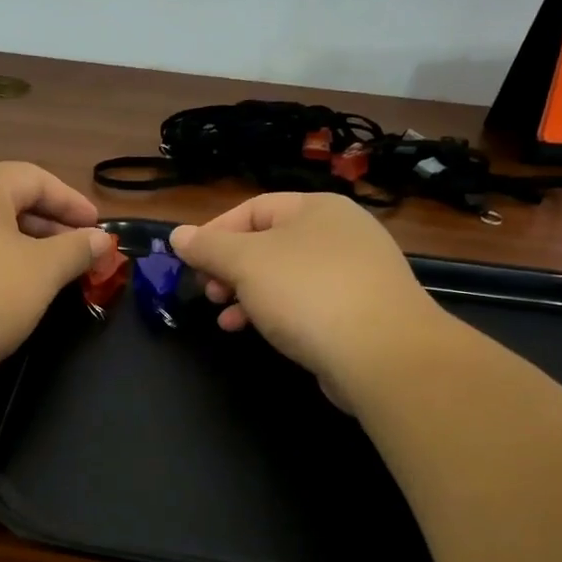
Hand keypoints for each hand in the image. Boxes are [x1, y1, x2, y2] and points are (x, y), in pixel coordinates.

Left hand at [0, 163, 115, 385]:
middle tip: (74, 253)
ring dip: (16, 245)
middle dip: (45, 226)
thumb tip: (101, 239)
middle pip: (3, 200)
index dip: (71, 201)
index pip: (34, 178)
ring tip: (41, 273)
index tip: (97, 227)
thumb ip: (76, 249)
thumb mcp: (42, 272)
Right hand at [170, 193, 443, 405]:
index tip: (190, 262)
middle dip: (230, 268)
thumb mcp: (246, 263)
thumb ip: (208, 247)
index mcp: (317, 208)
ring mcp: (355, 273)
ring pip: (286, 276)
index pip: (254, 208)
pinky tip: (258, 332)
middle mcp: (340, 233)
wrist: (383, 353)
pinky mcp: (361, 311)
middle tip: (208, 292)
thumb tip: (178, 235)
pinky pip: (307, 303)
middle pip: (269, 243)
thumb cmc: (307, 292)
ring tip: (225, 319)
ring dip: (248, 295)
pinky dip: (277, 312)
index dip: (216, 233)